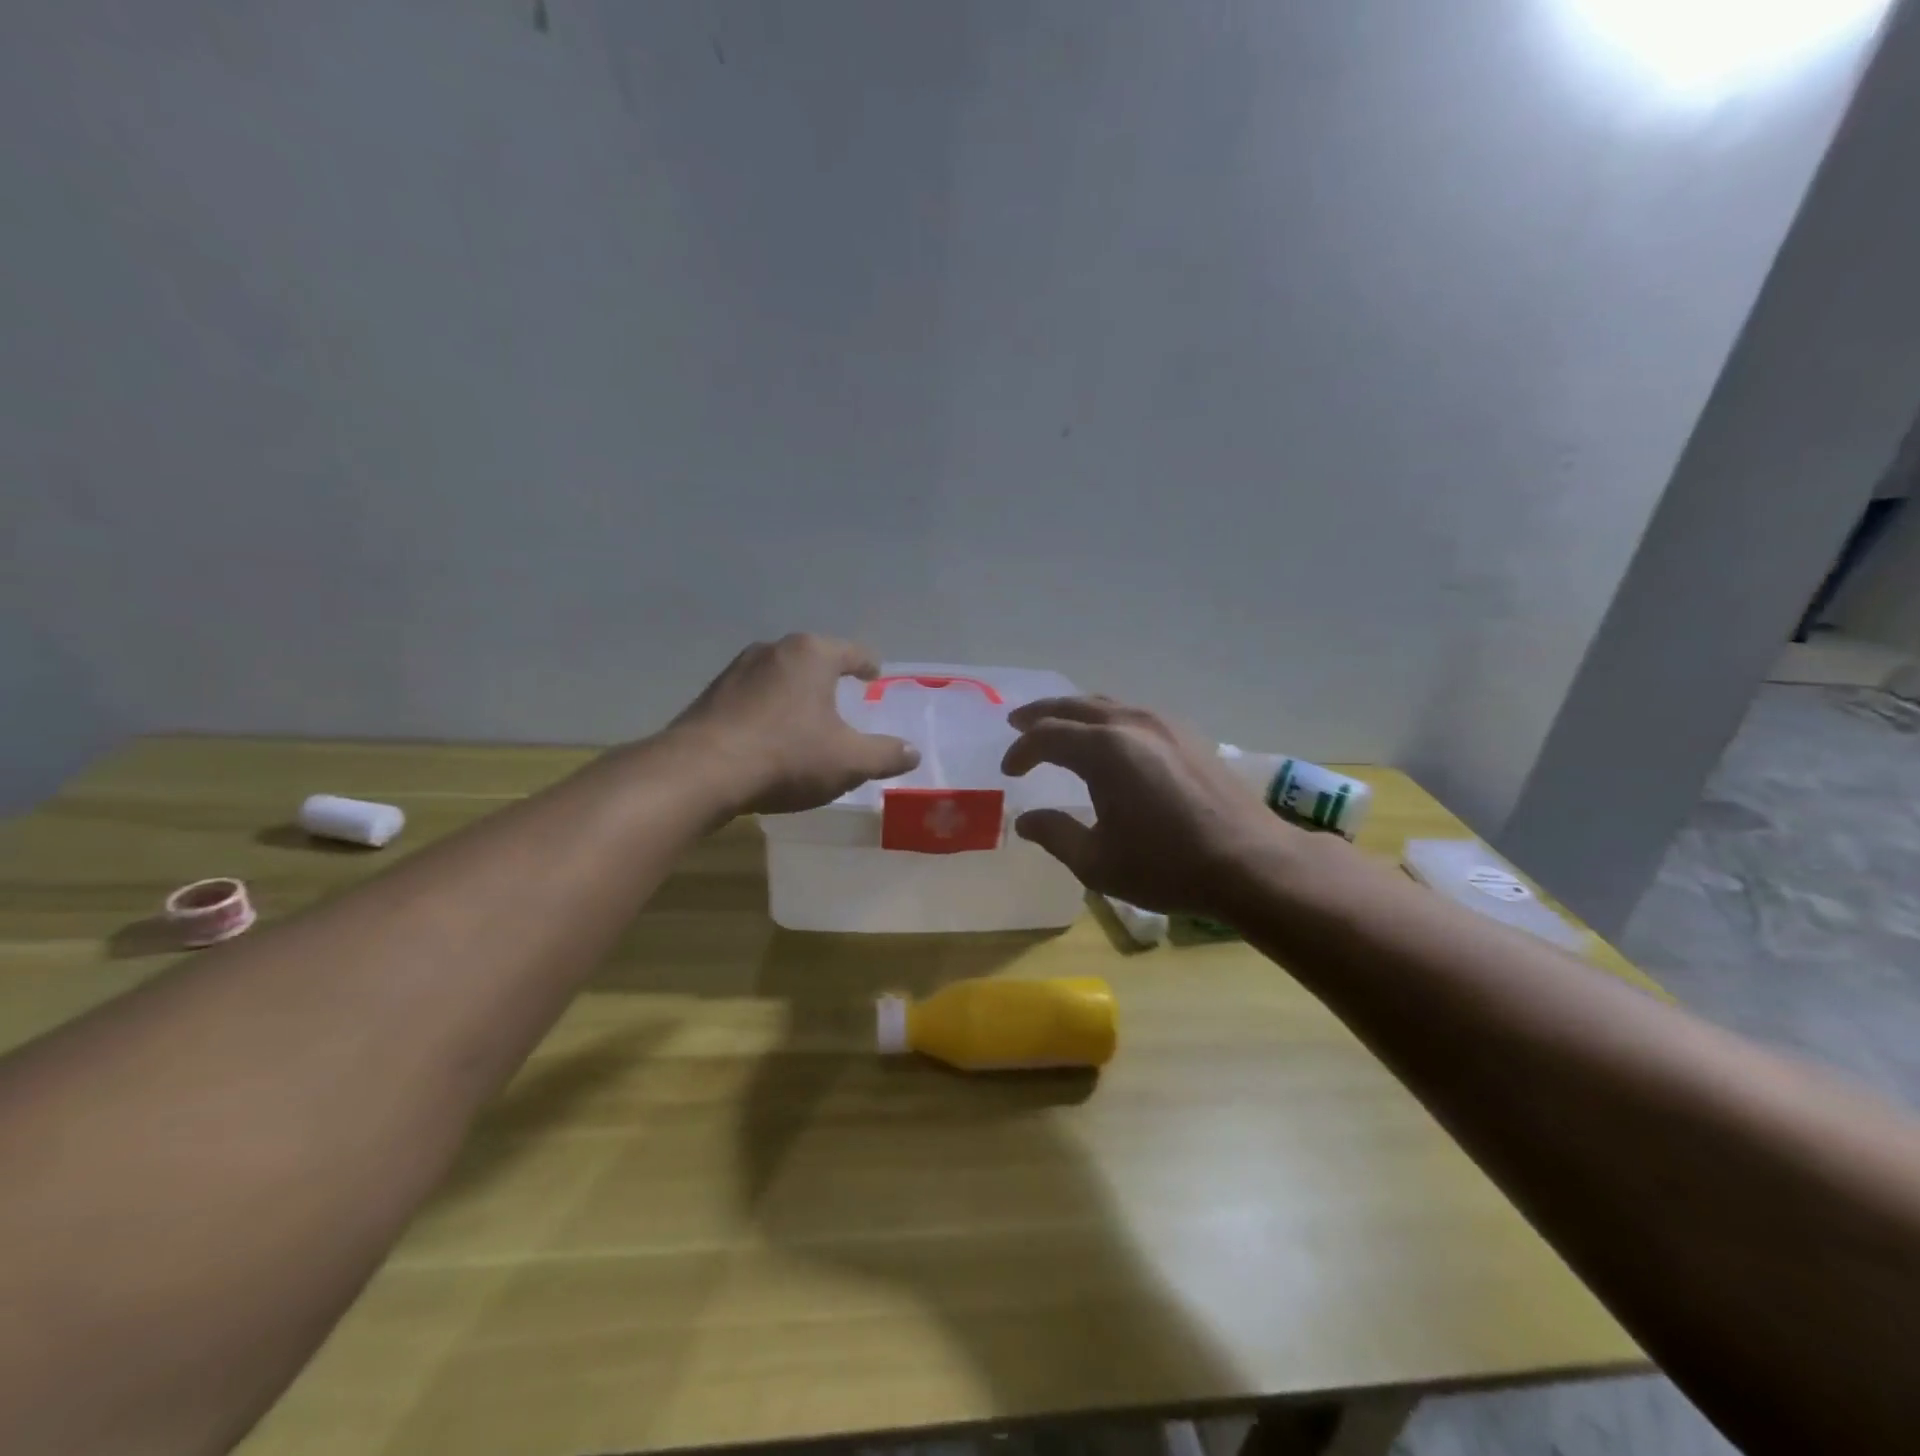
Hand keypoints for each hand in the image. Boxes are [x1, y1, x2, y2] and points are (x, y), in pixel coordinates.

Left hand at [669, 634, 920, 814]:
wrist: (700, 772)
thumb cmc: (787, 756)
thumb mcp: (849, 761)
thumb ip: (885, 755)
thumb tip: (912, 752)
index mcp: (812, 654)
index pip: (852, 652)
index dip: (868, 665)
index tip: (874, 676)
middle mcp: (773, 650)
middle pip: (813, 660)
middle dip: (829, 679)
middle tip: (842, 702)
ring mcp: (736, 670)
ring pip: (779, 677)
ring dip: (794, 695)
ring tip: (804, 721)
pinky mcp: (711, 695)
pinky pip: (752, 697)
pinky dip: (767, 711)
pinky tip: (768, 738)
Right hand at [1000, 696, 1300, 916]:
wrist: (1251, 863)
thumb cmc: (1167, 866)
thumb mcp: (1097, 862)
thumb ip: (1055, 834)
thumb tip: (1025, 820)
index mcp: (1105, 750)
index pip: (1048, 736)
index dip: (1022, 750)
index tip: (1009, 771)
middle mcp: (1133, 724)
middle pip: (1075, 706)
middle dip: (1042, 715)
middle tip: (1018, 723)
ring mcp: (1165, 725)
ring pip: (1108, 705)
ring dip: (1076, 713)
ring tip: (1058, 726)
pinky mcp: (1189, 736)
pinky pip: (1134, 714)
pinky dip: (1107, 719)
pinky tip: (1109, 740)